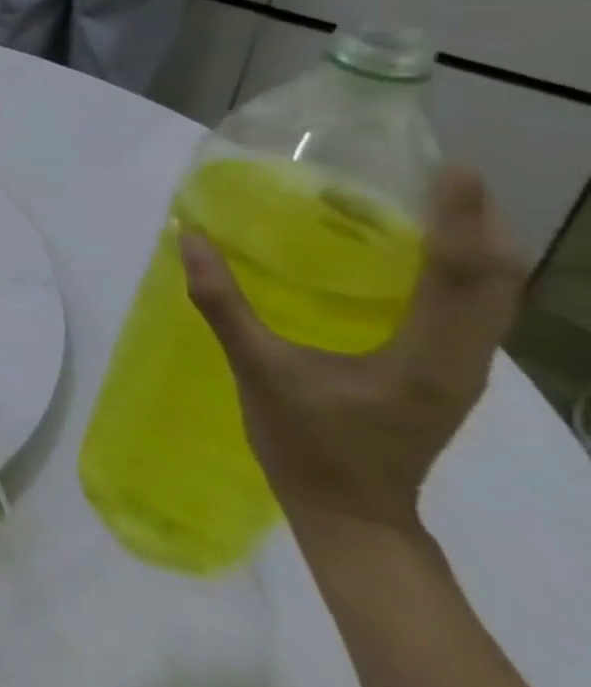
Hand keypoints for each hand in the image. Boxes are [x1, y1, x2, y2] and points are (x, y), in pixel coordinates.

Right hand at [181, 167, 524, 534]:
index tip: (452, 171)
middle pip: (496, 282)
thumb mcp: (257, 371)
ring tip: (441, 204)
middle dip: (482, 225)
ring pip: (492, 298)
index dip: (459, 220)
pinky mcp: (444, 374)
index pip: (459, 276)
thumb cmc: (308, 444)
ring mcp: (460, 370)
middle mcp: (463, 360)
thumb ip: (223, 304)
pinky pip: (470, 312)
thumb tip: (190, 239)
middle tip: (449, 177)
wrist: (351, 514)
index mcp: (427, 359)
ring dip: (477, 248)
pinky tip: (420, 258)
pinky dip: (459, 274)